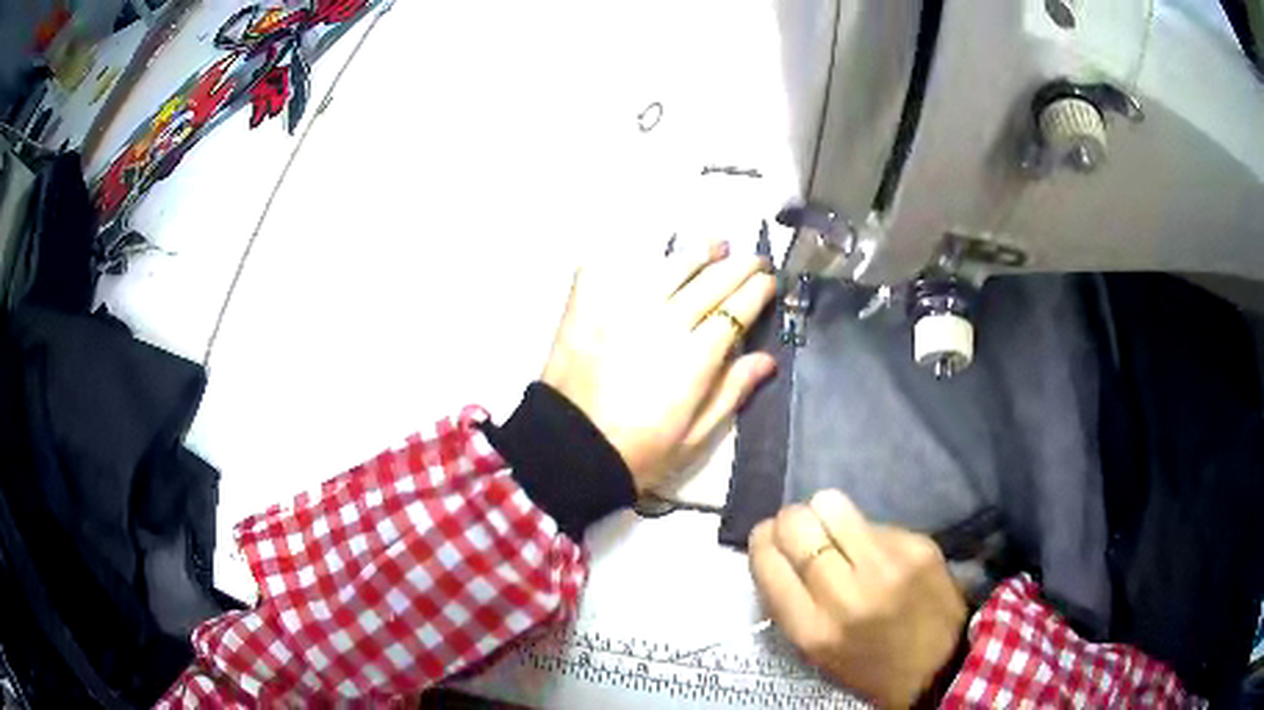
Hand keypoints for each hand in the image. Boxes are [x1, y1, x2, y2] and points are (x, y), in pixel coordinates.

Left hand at [542, 242, 776, 491]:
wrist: (568, 451)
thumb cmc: (637, 453)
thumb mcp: (694, 438)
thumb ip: (731, 393)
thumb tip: (765, 359)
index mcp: (695, 358)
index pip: (736, 310)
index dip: (757, 291)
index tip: (769, 280)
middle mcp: (664, 323)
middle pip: (710, 283)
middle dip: (738, 266)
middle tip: (754, 258)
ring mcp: (623, 310)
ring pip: (669, 268)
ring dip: (697, 253)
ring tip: (716, 245)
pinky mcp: (588, 308)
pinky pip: (614, 267)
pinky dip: (633, 256)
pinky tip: (651, 253)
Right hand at [748, 490, 965, 708]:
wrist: (942, 665)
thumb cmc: (869, 665)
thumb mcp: (815, 651)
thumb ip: (791, 603)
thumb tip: (777, 550)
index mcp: (812, 629)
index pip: (767, 561)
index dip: (763, 541)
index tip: (769, 539)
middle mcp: (845, 594)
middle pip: (796, 524)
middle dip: (791, 520)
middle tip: (802, 531)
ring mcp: (886, 565)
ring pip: (831, 504)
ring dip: (825, 512)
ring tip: (837, 531)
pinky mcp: (917, 545)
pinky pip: (873, 520)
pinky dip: (866, 530)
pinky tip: (879, 551)